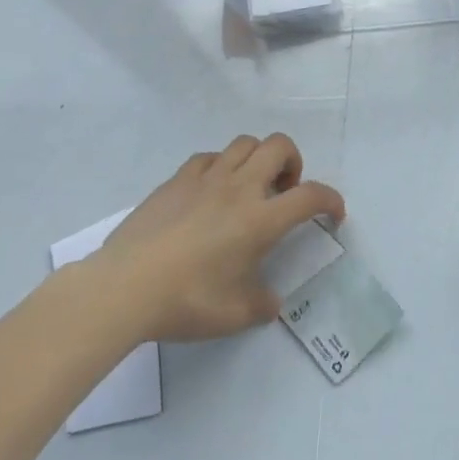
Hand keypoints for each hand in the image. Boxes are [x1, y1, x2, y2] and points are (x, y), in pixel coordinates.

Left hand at [91, 133, 344, 342]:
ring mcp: (206, 178)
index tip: (333, 214)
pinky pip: (209, 157)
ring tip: (249, 187)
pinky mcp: (177, 179)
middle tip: (283, 192)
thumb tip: (271, 300)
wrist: (125, 287)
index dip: (331, 200)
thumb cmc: (186, 301)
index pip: (310, 196)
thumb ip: (261, 304)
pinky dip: (221, 167)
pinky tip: (211, 191)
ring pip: (245, 143)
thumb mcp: (233, 316)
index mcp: (260, 220)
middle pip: (279, 146)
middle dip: (293, 162)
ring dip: (258, 159)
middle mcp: (239, 188)